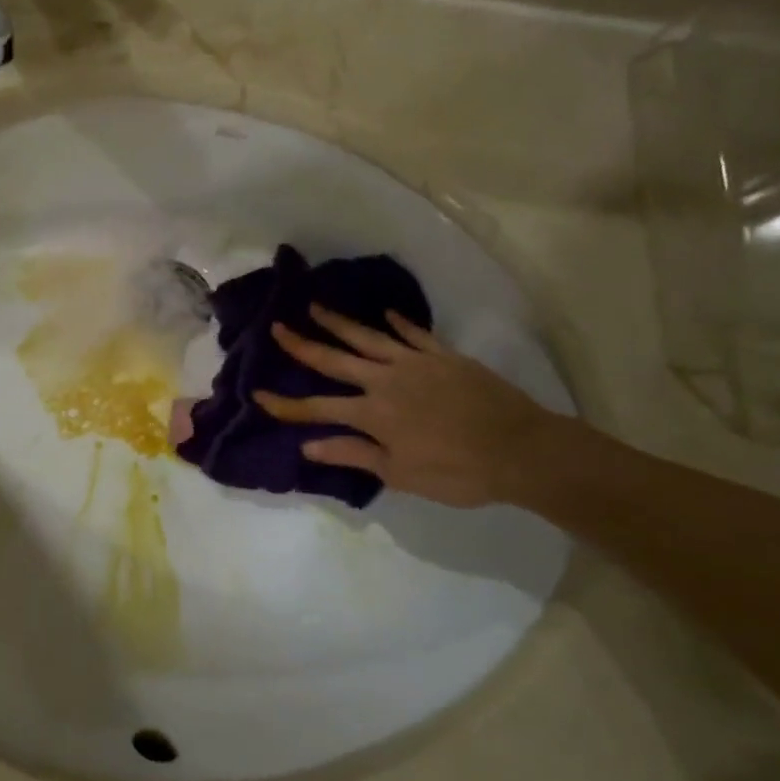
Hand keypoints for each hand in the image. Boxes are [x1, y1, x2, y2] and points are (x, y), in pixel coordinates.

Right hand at [255, 305, 561, 508]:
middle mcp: (386, 381)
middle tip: (277, 328)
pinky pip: (415, 334)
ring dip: (339, 323)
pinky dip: (398, 323)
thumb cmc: (457, 472)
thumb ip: (353, 454)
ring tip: (315, 308)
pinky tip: (386, 314)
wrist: (521, 450)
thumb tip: (308, 445)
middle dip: (302, 345)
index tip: (258, 395)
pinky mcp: (444, 356)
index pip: (318, 407)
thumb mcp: (400, 473)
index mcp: (372, 413)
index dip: (286, 404)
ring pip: (368, 338)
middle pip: (335, 360)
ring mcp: (416, 363)